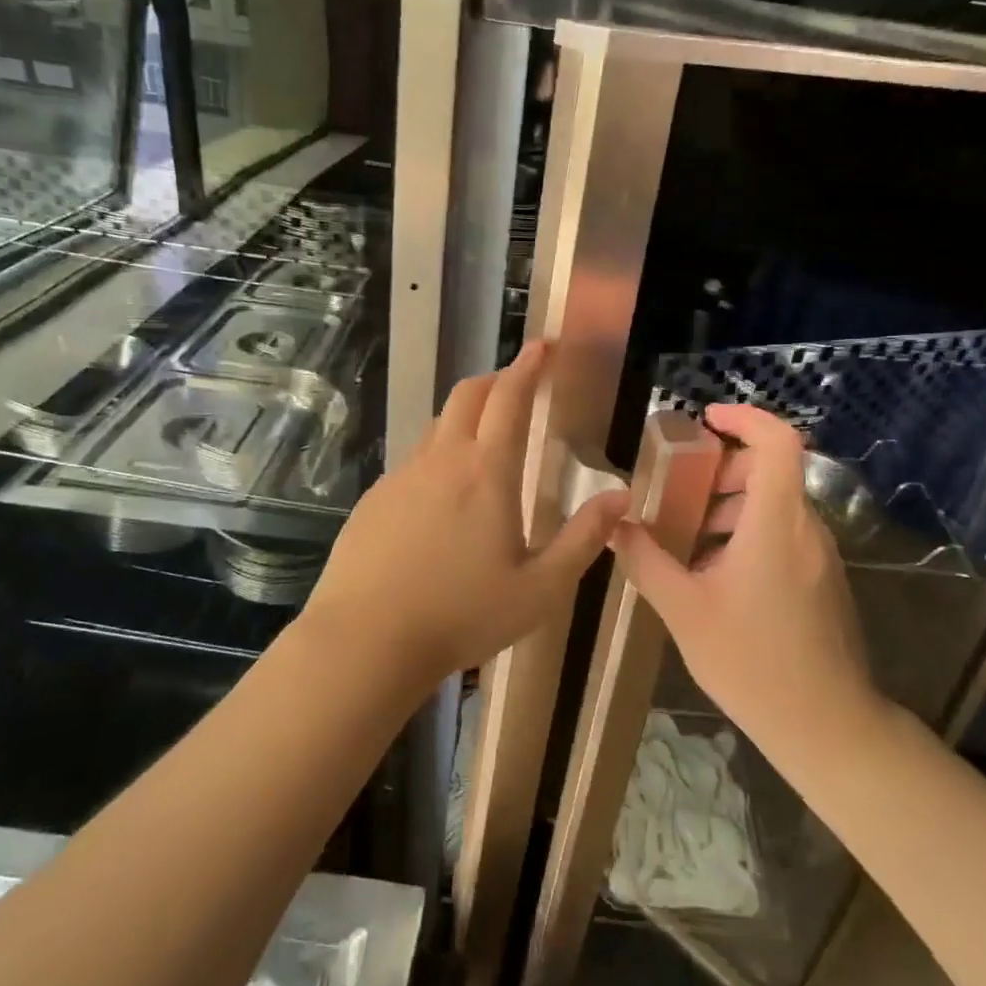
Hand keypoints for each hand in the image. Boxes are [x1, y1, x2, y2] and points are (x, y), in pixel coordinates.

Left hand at [303, 342, 629, 688]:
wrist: (365, 640)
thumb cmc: (462, 615)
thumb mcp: (540, 589)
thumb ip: (584, 539)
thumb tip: (621, 498)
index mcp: (486, 471)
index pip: (509, 397)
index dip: (528, 366)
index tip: (542, 345)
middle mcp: (441, 460)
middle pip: (467, 395)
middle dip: (495, 379)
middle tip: (517, 386)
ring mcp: (401, 477)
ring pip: (436, 427)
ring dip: (464, 419)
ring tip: (485, 443)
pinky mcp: (374, 499)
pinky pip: (413, 462)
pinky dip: (437, 458)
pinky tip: (442, 500)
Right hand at [610, 404, 884, 748]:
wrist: (827, 726)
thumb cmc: (753, 662)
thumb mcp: (684, 610)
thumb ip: (646, 561)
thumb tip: (616, 526)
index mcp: (776, 522)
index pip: (777, 441)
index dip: (745, 417)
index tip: (706, 420)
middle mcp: (806, 528)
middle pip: (771, 471)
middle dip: (722, 470)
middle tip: (679, 491)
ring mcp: (820, 555)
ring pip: (776, 505)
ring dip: (731, 506)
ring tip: (688, 538)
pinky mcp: (823, 580)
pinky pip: (784, 534)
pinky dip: (748, 532)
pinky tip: (715, 574)